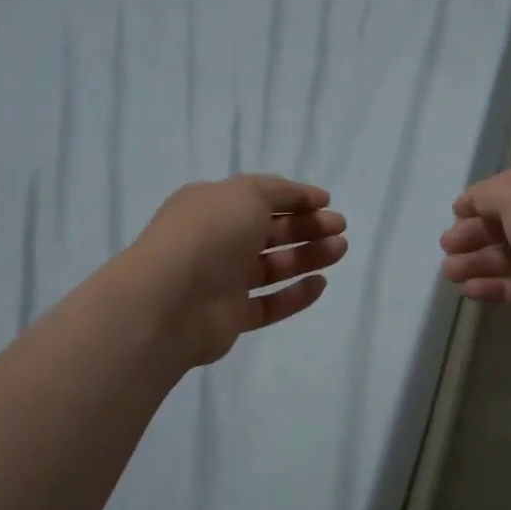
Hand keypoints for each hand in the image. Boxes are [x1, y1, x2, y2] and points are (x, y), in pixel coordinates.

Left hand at [126, 174, 348, 367]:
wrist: (170, 301)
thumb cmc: (209, 234)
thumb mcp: (246, 194)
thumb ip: (280, 192)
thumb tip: (306, 197)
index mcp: (212, 206)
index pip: (259, 198)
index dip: (294, 198)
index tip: (327, 202)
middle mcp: (216, 241)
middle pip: (269, 232)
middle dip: (307, 227)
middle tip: (339, 227)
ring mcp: (222, 281)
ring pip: (272, 267)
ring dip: (307, 256)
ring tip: (340, 250)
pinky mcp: (231, 317)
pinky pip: (269, 304)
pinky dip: (295, 294)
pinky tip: (321, 284)